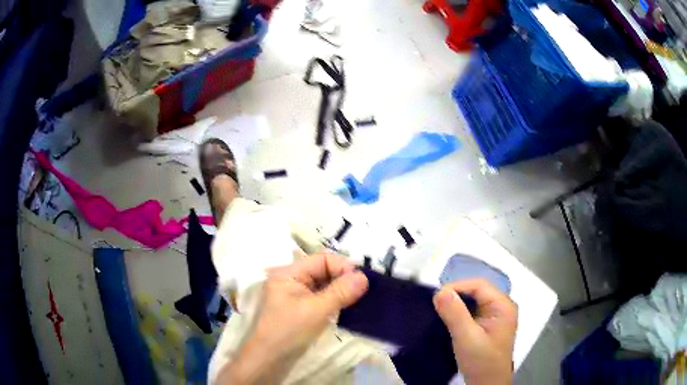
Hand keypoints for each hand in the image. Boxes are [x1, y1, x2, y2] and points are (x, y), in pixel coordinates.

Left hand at [222, 254, 368, 383]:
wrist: (269, 360)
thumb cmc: (289, 331)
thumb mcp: (316, 310)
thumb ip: (340, 292)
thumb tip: (364, 276)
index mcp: (289, 273)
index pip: (321, 259)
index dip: (343, 266)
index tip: (363, 281)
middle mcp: (292, 280)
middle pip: (323, 270)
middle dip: (344, 278)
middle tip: (365, 290)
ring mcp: (296, 296)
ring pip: (325, 285)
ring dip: (342, 290)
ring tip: (361, 299)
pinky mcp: (301, 310)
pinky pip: (322, 299)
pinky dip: (336, 301)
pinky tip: (349, 308)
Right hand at [433, 279, 517, 384]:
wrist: (487, 384)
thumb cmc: (481, 361)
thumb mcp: (467, 338)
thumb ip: (455, 314)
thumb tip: (439, 291)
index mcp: (503, 305)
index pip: (479, 285)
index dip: (457, 286)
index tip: (436, 297)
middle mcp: (501, 306)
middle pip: (476, 291)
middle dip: (455, 295)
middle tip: (435, 304)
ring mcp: (495, 316)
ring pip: (473, 301)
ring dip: (456, 304)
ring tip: (439, 310)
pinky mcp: (487, 325)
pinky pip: (472, 311)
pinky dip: (459, 312)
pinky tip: (448, 319)